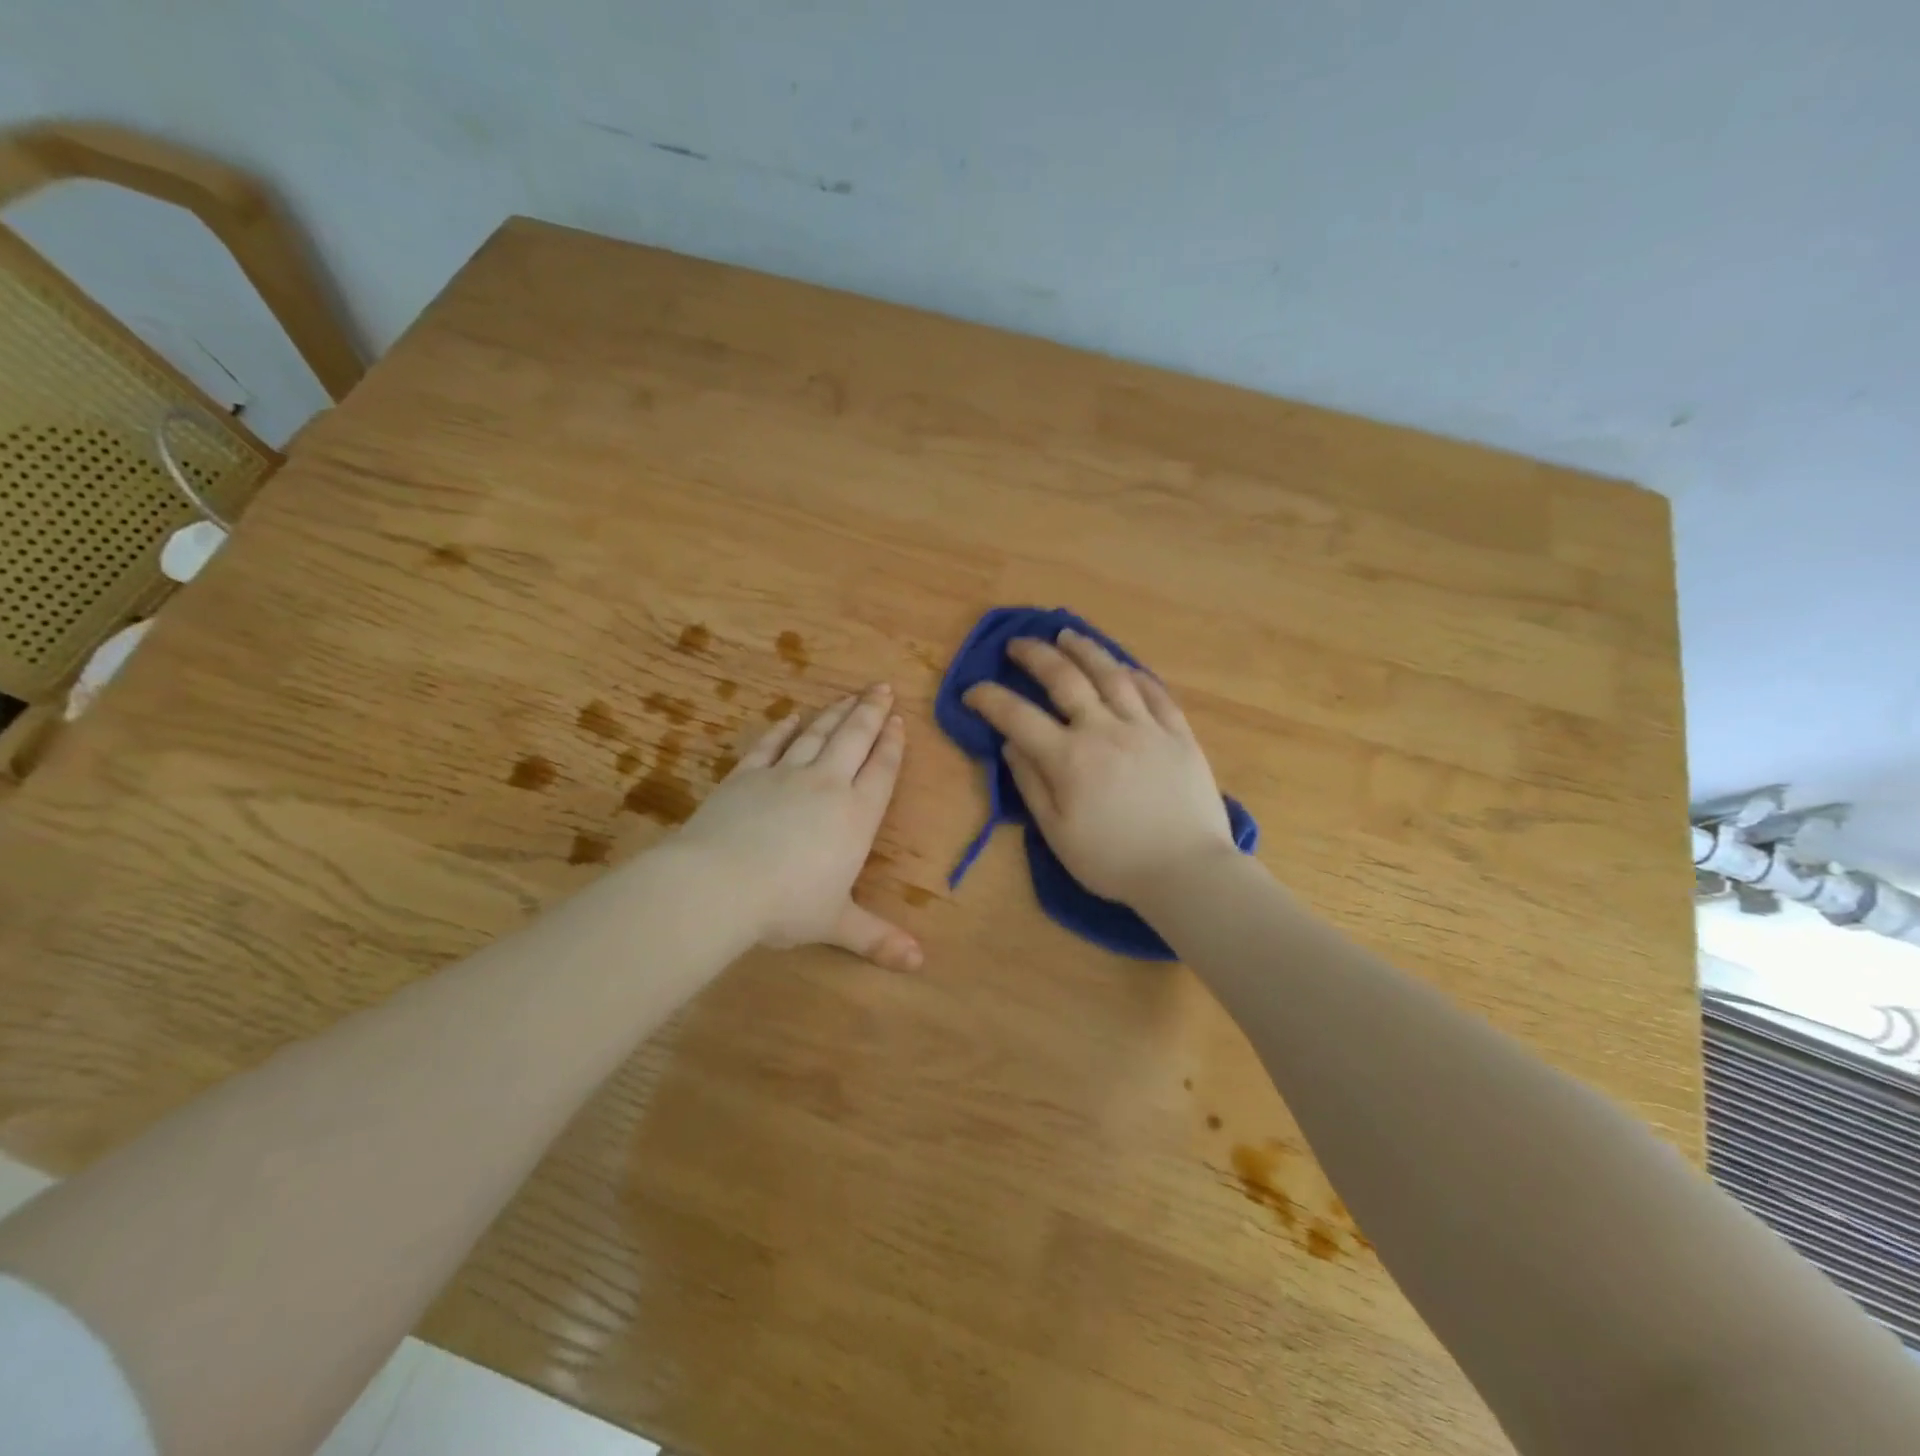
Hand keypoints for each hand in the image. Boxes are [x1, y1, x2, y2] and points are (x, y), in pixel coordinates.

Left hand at [679, 684, 922, 970]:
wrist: (719, 883)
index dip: (892, 744)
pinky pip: (770, 744)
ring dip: (834, 713)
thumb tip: (919, 963)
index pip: (881, 770)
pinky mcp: (746, 775)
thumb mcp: (837, 924)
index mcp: (856, 815)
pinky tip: (791, 717)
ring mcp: (783, 775)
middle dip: (870, 712)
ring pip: (816, 734)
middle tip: (881, 687)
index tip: (899, 719)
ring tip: (848, 696)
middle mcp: (826, 785)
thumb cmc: (787, 905)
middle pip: (854, 739)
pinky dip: (783, 728)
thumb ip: (877, 938)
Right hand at [962, 629, 1235, 904]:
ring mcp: (1146, 727)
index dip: (989, 699)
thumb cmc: (1114, 862)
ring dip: (1085, 650)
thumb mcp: (1058, 833)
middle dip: (1035, 656)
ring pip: (1112, 674)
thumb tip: (1010, 745)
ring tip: (1068, 635)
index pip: (1017, 716)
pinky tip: (1125, 667)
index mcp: (1069, 758)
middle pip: (1065, 678)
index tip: (972, 691)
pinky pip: (1156, 693)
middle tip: (1018, 644)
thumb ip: (1031, 785)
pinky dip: (1135, 675)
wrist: (1187, 872)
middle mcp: (1104, 729)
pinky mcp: (1179, 734)